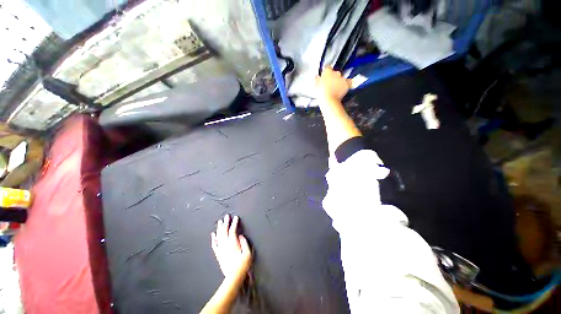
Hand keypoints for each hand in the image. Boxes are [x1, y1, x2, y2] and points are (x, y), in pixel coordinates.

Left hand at [211, 215, 251, 281]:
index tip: (236, 217)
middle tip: (226, 216)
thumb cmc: (243, 265)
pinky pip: (214, 244)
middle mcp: (226, 245)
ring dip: (219, 228)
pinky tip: (213, 234)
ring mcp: (221, 250)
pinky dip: (213, 238)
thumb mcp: (248, 254)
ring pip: (219, 236)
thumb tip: (241, 236)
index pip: (232, 231)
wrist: (233, 277)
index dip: (234, 223)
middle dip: (226, 223)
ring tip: (220, 222)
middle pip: (224, 231)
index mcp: (233, 244)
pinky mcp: (218, 254)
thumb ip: (245, 243)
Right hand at [315, 67, 351, 101]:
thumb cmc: (322, 94)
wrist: (329, 100)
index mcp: (327, 72)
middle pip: (335, 73)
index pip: (328, 68)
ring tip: (335, 88)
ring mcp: (342, 78)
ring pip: (341, 78)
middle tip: (330, 84)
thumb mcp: (316, 86)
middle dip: (333, 77)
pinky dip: (346, 84)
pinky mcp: (347, 84)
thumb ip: (317, 80)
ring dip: (339, 81)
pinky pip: (348, 82)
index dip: (326, 72)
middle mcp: (336, 73)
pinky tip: (342, 88)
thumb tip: (316, 77)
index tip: (325, 75)